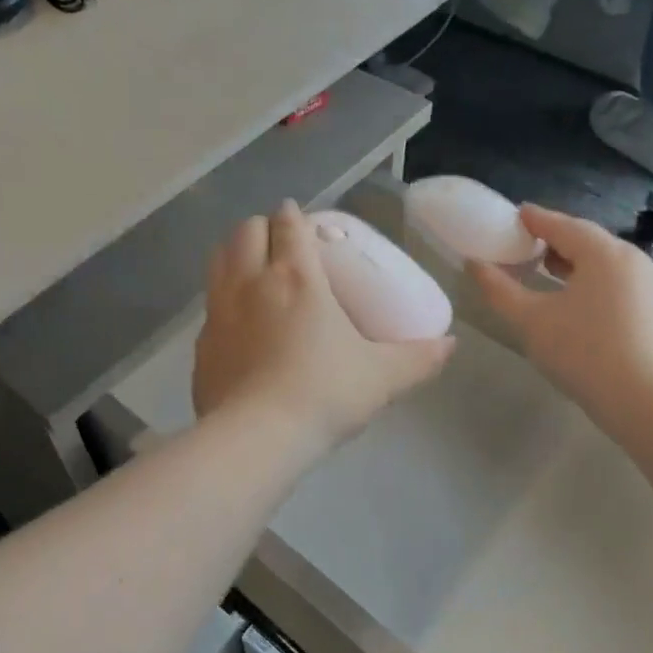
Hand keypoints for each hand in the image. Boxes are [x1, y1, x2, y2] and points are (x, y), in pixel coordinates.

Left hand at [194, 203, 453, 452]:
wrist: (257, 438)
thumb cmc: (324, 395)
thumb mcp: (381, 377)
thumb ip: (419, 358)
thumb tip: (451, 345)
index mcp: (296, 277)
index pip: (287, 225)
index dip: (292, 214)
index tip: (298, 217)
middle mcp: (251, 282)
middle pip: (245, 232)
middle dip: (261, 228)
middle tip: (278, 243)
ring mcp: (219, 311)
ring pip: (218, 260)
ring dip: (234, 253)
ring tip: (251, 267)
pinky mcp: (201, 343)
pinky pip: (209, 305)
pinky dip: (221, 298)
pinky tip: (236, 322)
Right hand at [467, 204, 652, 428]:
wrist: (643, 401)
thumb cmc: (582, 352)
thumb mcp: (530, 320)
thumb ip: (499, 288)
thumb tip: (473, 263)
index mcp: (603, 252)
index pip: (560, 224)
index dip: (532, 219)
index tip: (510, 216)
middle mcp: (631, 258)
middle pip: (584, 238)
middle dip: (551, 239)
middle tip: (520, 243)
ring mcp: (647, 282)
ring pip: (601, 259)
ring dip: (571, 259)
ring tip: (541, 268)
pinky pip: (614, 278)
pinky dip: (589, 277)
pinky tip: (570, 295)